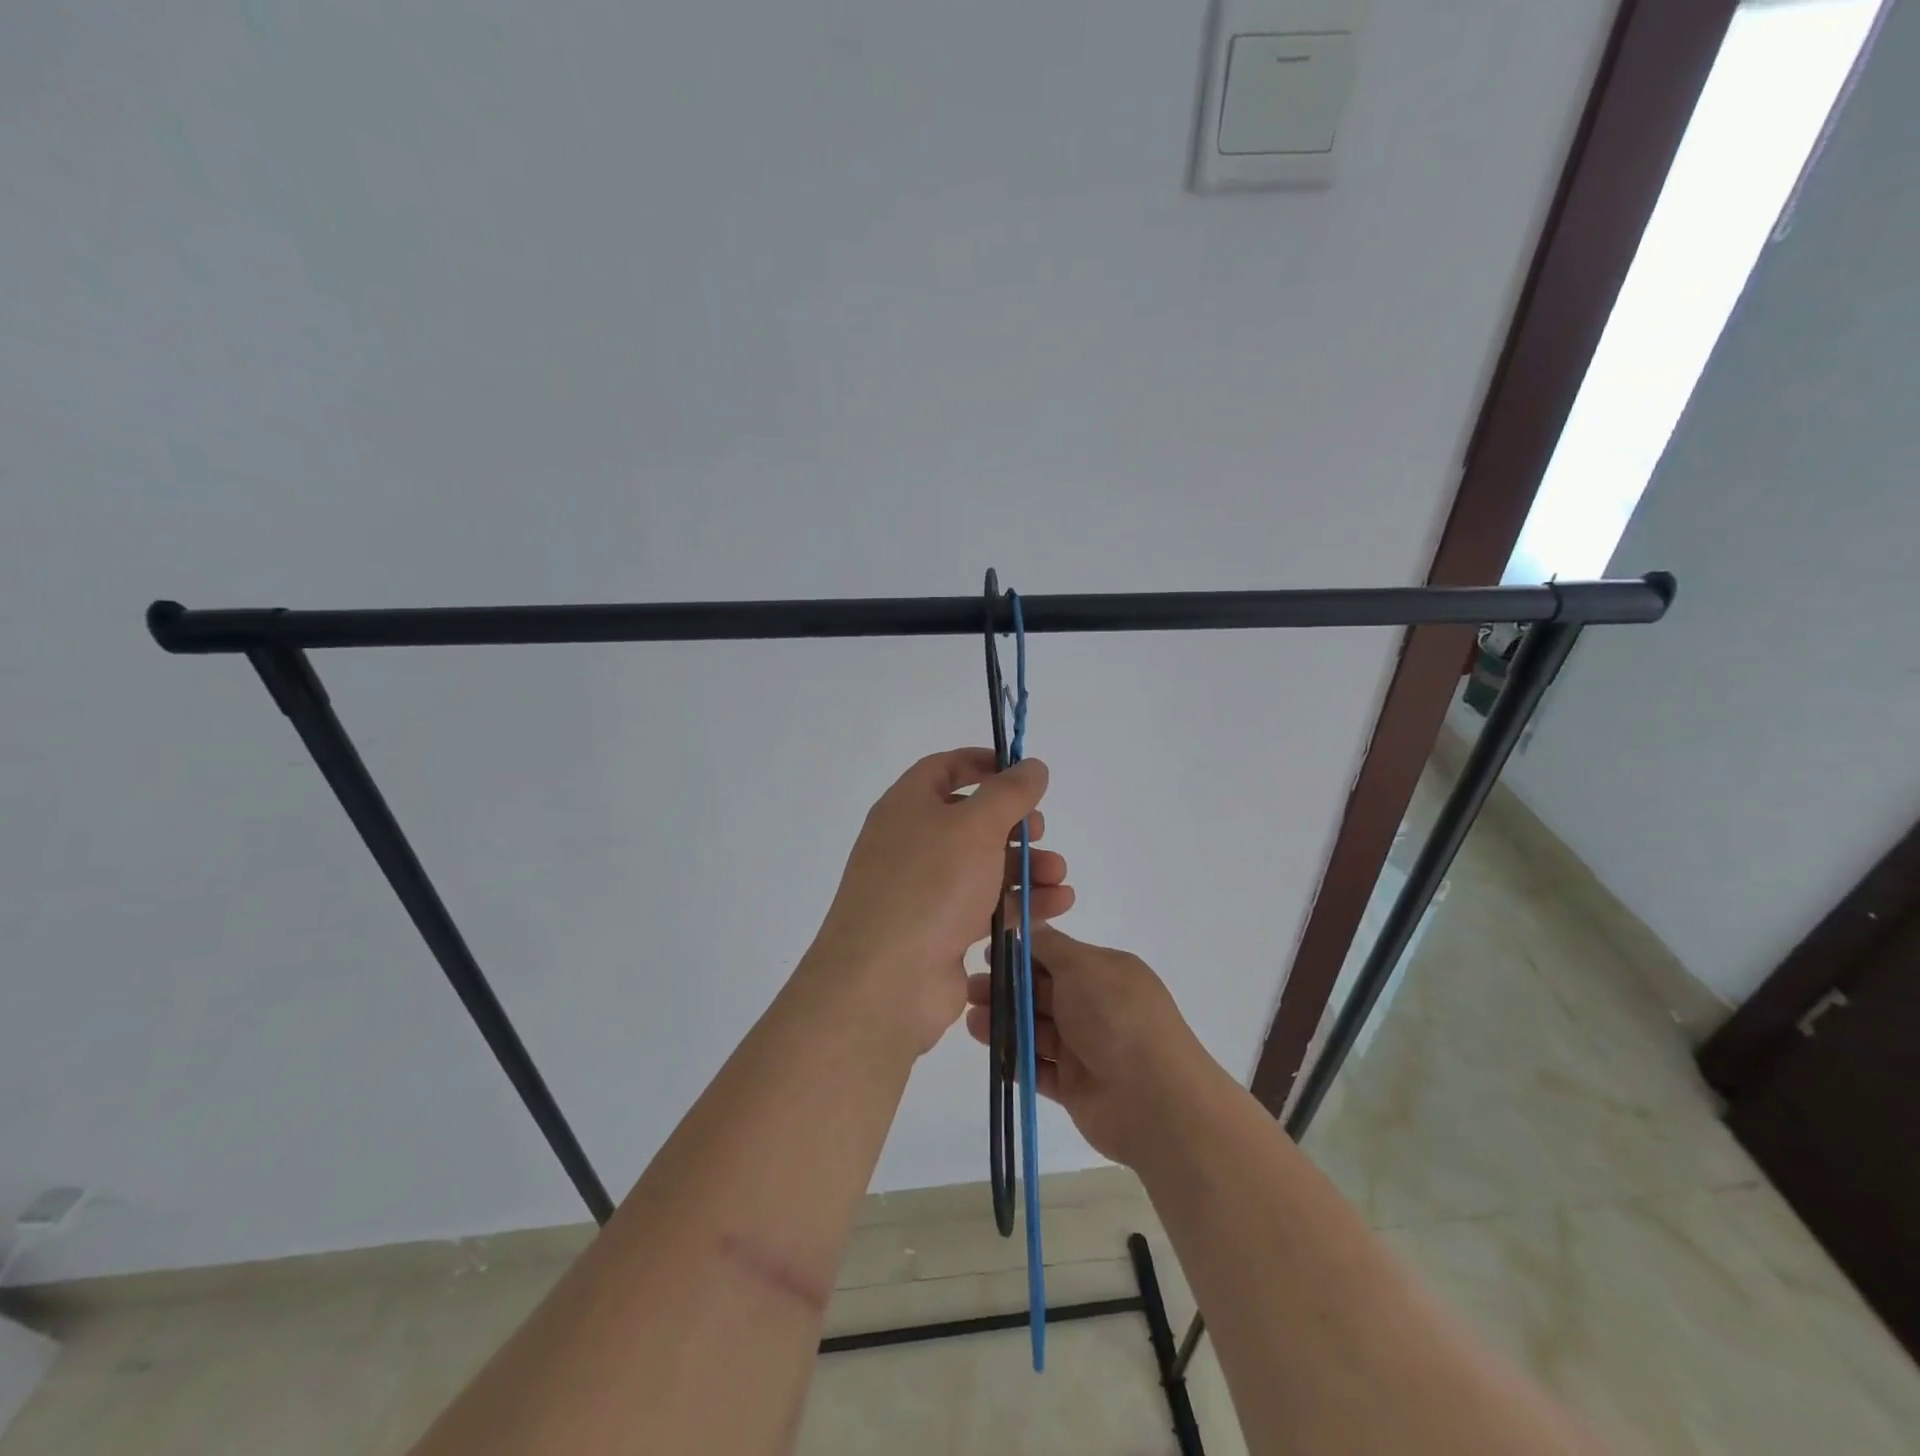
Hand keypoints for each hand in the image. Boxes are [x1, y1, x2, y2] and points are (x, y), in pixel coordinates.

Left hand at [806, 749, 1073, 1057]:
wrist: (887, 982)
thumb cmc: (930, 885)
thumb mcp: (976, 826)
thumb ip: (1009, 792)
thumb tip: (1031, 765)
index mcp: (907, 807)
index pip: (943, 769)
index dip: (982, 763)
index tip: (1021, 771)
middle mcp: (911, 844)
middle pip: (969, 820)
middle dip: (1014, 824)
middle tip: (1041, 832)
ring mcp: (923, 891)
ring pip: (982, 866)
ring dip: (1025, 867)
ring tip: (1060, 877)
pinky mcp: (939, 931)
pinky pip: (985, 906)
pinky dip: (1019, 902)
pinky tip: (1057, 906)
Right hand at [966, 925, 1207, 1165]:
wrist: (1155, 1101)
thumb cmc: (1116, 1017)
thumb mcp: (1082, 966)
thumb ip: (1049, 946)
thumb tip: (1027, 923)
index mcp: (1105, 972)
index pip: (1055, 956)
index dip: (1021, 954)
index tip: (986, 953)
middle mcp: (1096, 1007)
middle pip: (1041, 993)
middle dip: (1005, 988)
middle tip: (970, 989)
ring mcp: (1086, 1048)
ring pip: (1035, 1029)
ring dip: (1004, 1021)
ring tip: (972, 1019)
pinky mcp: (1075, 1087)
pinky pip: (1038, 1067)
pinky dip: (1014, 1057)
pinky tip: (988, 1049)